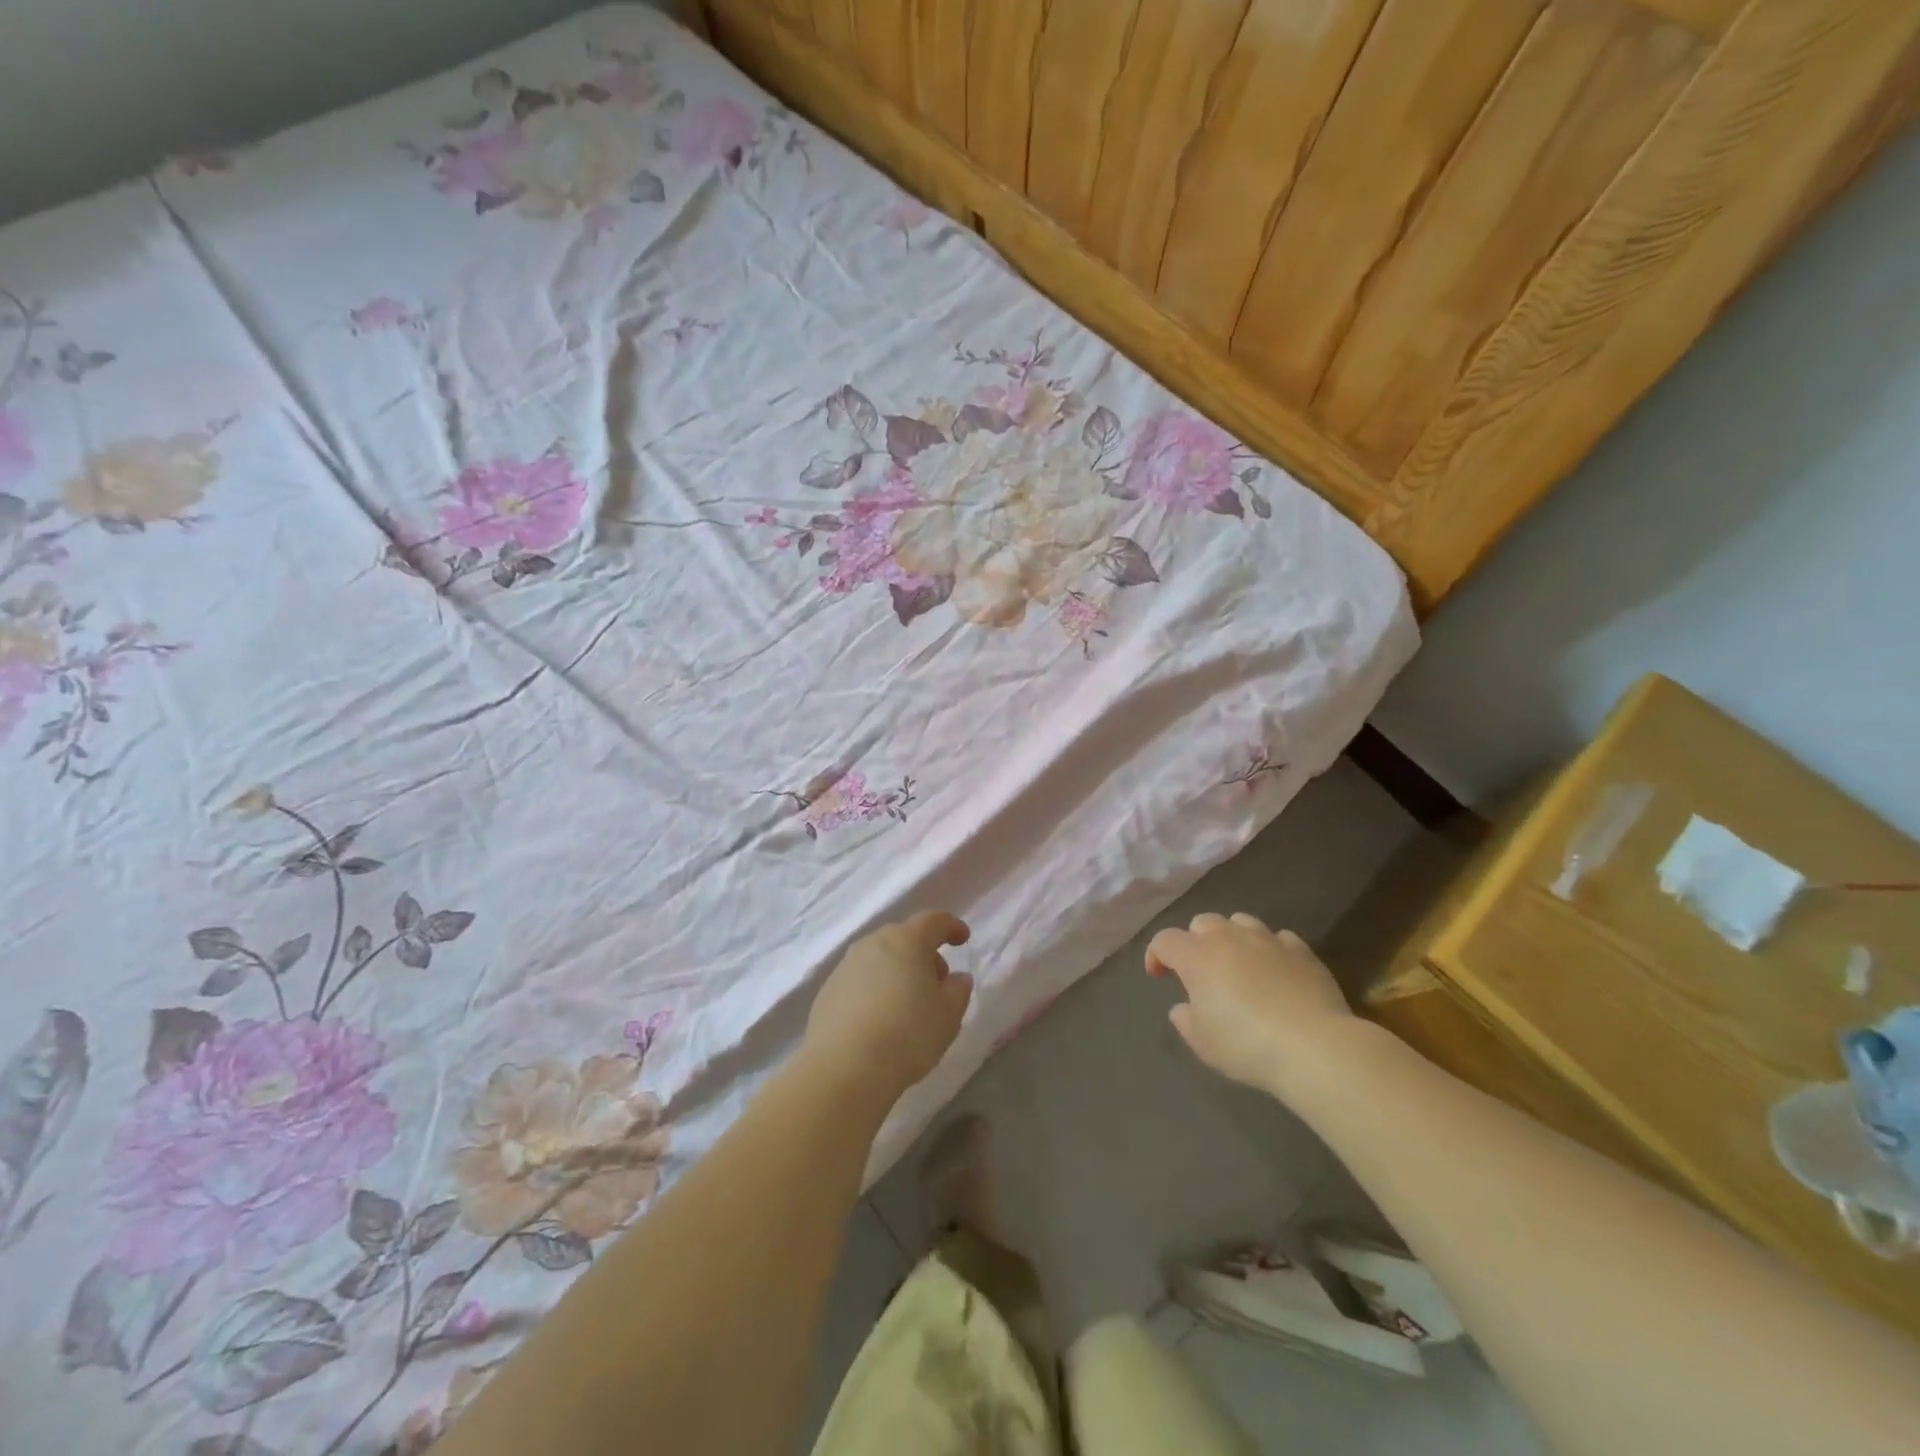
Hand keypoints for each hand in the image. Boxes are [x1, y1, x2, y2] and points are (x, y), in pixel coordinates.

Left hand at [805, 911, 973, 1103]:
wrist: (843, 1067)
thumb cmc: (907, 1034)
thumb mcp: (948, 1015)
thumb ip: (958, 990)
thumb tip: (957, 978)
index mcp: (907, 941)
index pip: (934, 921)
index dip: (951, 926)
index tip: (962, 939)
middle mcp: (873, 943)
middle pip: (904, 938)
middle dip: (924, 954)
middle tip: (937, 983)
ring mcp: (846, 966)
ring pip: (879, 958)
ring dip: (897, 972)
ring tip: (907, 1005)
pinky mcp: (827, 991)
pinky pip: (860, 980)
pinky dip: (874, 990)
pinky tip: (879, 1019)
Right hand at [1147, 913, 1356, 1100]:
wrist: (1314, 1046)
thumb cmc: (1246, 1044)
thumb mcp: (1202, 1041)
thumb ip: (1185, 1019)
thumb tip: (1184, 1006)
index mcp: (1196, 955)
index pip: (1165, 941)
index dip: (1156, 955)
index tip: (1158, 976)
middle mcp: (1229, 937)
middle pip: (1202, 922)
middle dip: (1195, 941)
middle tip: (1200, 971)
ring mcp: (1267, 940)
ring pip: (1240, 921)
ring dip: (1232, 937)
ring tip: (1237, 964)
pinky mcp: (1301, 951)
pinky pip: (1278, 938)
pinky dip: (1269, 950)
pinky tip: (1274, 970)